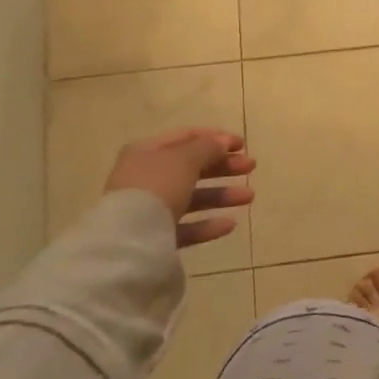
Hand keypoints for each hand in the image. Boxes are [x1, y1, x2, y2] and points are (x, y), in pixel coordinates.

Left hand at [103, 128, 255, 250]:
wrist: (127, 240)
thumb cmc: (157, 186)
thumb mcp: (186, 159)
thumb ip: (208, 148)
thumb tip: (221, 143)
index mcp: (147, 151)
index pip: (186, 137)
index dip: (215, 138)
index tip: (242, 145)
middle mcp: (146, 177)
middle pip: (191, 167)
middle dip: (223, 167)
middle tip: (250, 168)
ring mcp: (149, 208)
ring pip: (191, 197)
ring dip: (221, 195)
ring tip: (249, 196)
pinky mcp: (154, 237)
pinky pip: (185, 226)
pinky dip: (207, 224)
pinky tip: (230, 224)